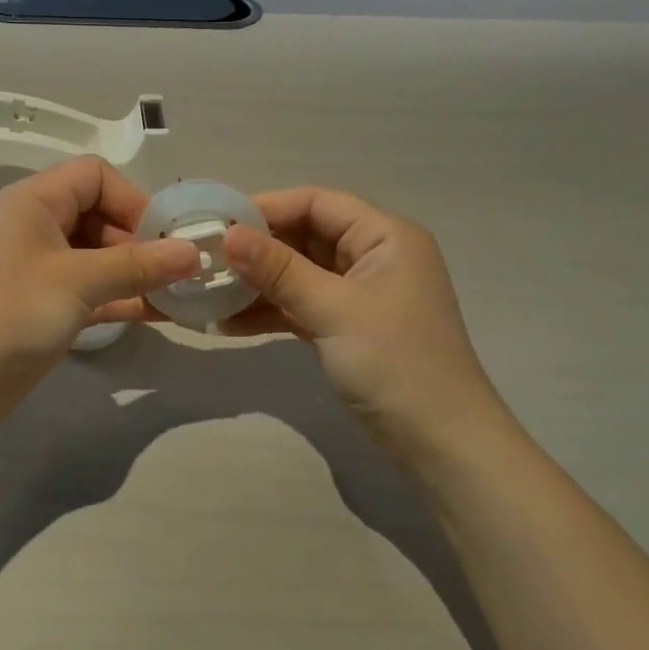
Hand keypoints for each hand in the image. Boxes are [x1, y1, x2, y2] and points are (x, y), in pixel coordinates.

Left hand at [0, 157, 199, 376]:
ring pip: (98, 256)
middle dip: (140, 241)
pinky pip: (90, 289)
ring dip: (136, 273)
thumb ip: (138, 265)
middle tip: (177, 272)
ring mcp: (39, 267)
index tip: (163, 236)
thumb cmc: (12, 313)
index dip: (132, 199)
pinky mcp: (44, 304)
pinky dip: (120, 297)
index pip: (94, 175)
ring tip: (179, 295)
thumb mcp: (78, 282)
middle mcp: (36, 225)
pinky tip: (159, 313)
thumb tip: (193, 252)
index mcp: (35, 201)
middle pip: (100, 214)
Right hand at [221, 188, 509, 459]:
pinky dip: (270, 311)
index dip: (267, 208)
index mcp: (385, 236)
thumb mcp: (333, 310)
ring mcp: (360, 294)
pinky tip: (228, 322)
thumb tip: (228, 234)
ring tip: (208, 291)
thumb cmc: (395, 364)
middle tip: (206, 258)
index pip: (317, 203)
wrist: (442, 446)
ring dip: (258, 282)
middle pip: (305, 235)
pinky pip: (301, 305)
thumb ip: (279, 269)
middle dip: (257, 247)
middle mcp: (373, 256)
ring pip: (299, 272)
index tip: (218, 222)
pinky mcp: (347, 327)